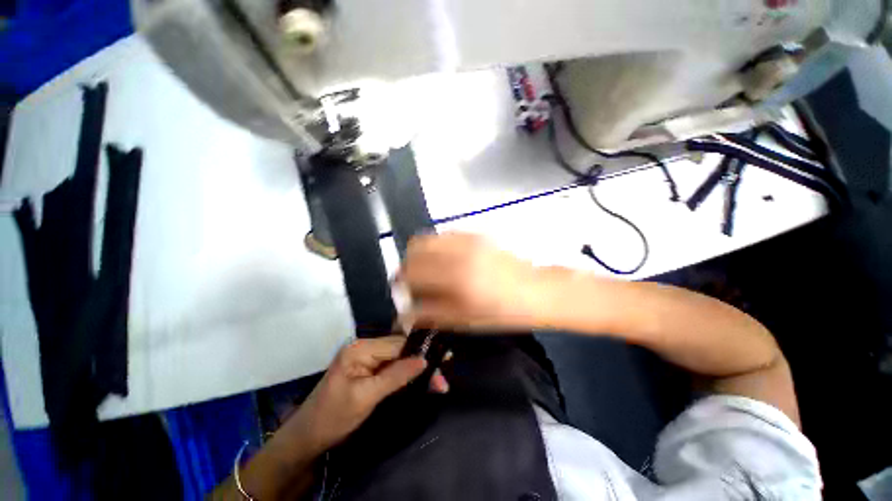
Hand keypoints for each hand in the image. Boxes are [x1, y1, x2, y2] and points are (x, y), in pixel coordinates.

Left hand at [291, 336, 439, 454]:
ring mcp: (367, 358)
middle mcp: (365, 347)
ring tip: (437, 383)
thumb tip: (424, 360)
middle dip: (421, 363)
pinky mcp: (368, 370)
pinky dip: (407, 376)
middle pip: (400, 350)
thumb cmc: (332, 417)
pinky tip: (420, 382)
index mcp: (361, 348)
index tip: (442, 361)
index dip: (420, 352)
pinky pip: (392, 368)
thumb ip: (395, 376)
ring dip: (417, 371)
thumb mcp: (365, 398)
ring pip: (399, 359)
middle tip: (441, 380)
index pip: (397, 344)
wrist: (307, 438)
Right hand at [399, 233, 540, 330]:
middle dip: (408, 264)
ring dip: (421, 254)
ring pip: (428, 238)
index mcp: (455, 277)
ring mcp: (467, 238)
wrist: (536, 290)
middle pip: (414, 248)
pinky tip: (446, 261)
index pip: (411, 270)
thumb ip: (430, 314)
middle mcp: (458, 251)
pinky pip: (444, 235)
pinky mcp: (475, 234)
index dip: (402, 281)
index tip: (404, 291)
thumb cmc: (502, 312)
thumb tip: (405, 314)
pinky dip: (436, 247)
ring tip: (429, 270)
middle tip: (415, 280)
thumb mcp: (465, 321)